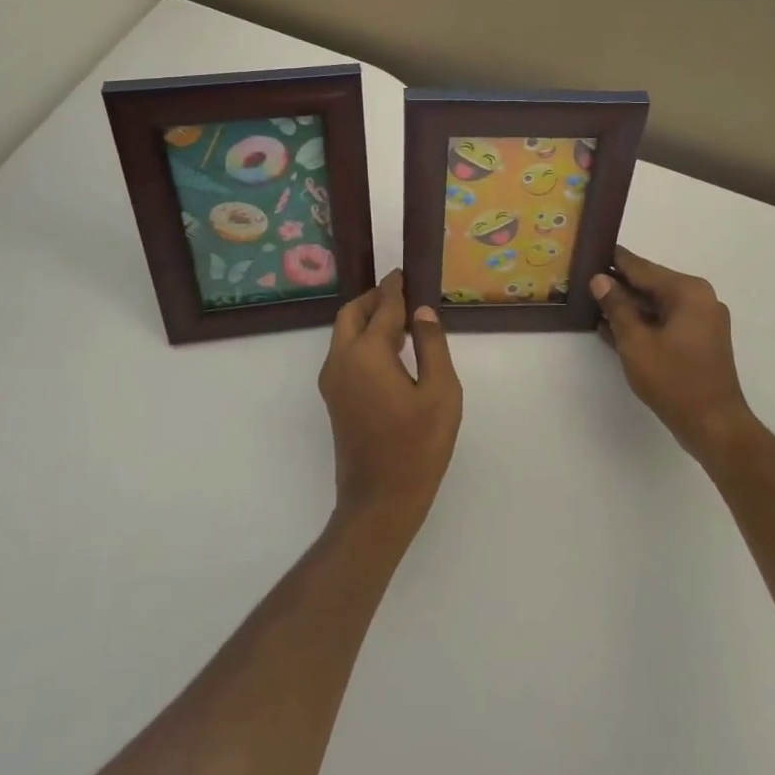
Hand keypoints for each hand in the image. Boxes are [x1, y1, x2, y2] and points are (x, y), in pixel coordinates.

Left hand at [319, 270, 462, 531]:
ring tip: (403, 321)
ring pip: (344, 334)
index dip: (395, 288)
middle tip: (403, 294)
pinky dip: (363, 340)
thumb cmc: (418, 446)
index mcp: (366, 354)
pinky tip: (392, 352)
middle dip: (374, 299)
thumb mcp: (441, 392)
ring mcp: (333, 382)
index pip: (382, 307)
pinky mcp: (334, 399)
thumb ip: (431, 345)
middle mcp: (341, 361)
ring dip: (368, 320)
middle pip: (351, 314)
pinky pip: (345, 354)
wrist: (380, 500)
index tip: (406, 273)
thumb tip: (422, 312)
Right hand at [592, 247, 755, 467]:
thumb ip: (616, 306)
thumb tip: (600, 279)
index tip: (589, 250)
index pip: (642, 267)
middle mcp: (699, 299)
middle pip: (650, 285)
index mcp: (687, 292)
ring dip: (627, 307)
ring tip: (591, 303)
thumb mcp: (635, 342)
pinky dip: (642, 324)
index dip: (613, 260)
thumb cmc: (673, 380)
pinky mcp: (699, 342)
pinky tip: (612, 328)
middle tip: (583, 280)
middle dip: (618, 285)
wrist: (714, 425)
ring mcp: (702, 321)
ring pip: (656, 305)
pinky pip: (665, 323)